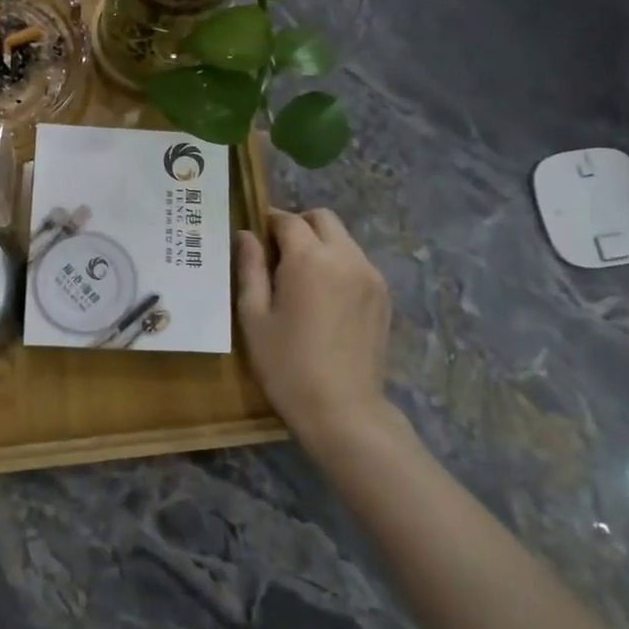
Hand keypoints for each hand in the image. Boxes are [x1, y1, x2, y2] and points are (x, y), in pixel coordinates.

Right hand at [234, 208, 393, 450]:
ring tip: (301, 280)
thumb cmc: (286, 364)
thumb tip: (245, 235)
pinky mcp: (383, 295)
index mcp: (309, 258)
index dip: (267, 223)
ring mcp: (370, 275)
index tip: (254, 239)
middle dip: (298, 226)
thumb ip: (250, 268)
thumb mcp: (254, 316)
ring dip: (320, 244)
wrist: (343, 410)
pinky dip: (338, 264)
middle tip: (277, 255)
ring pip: (343, 238)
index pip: (287, 220)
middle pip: (322, 218)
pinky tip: (324, 297)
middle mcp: (345, 256)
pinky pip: (357, 262)